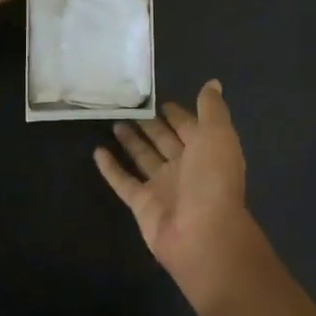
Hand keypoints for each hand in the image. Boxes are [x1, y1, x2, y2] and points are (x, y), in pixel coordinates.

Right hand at [94, 81, 257, 308]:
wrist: (202, 233)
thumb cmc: (212, 178)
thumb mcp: (217, 134)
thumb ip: (212, 109)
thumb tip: (213, 83)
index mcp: (206, 151)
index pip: (190, 127)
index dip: (178, 114)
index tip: (159, 100)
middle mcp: (185, 168)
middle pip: (165, 141)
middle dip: (151, 125)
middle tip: (129, 106)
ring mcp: (163, 187)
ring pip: (144, 158)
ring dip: (131, 142)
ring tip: (113, 122)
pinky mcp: (142, 204)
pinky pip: (124, 181)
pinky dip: (111, 168)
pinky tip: (97, 151)